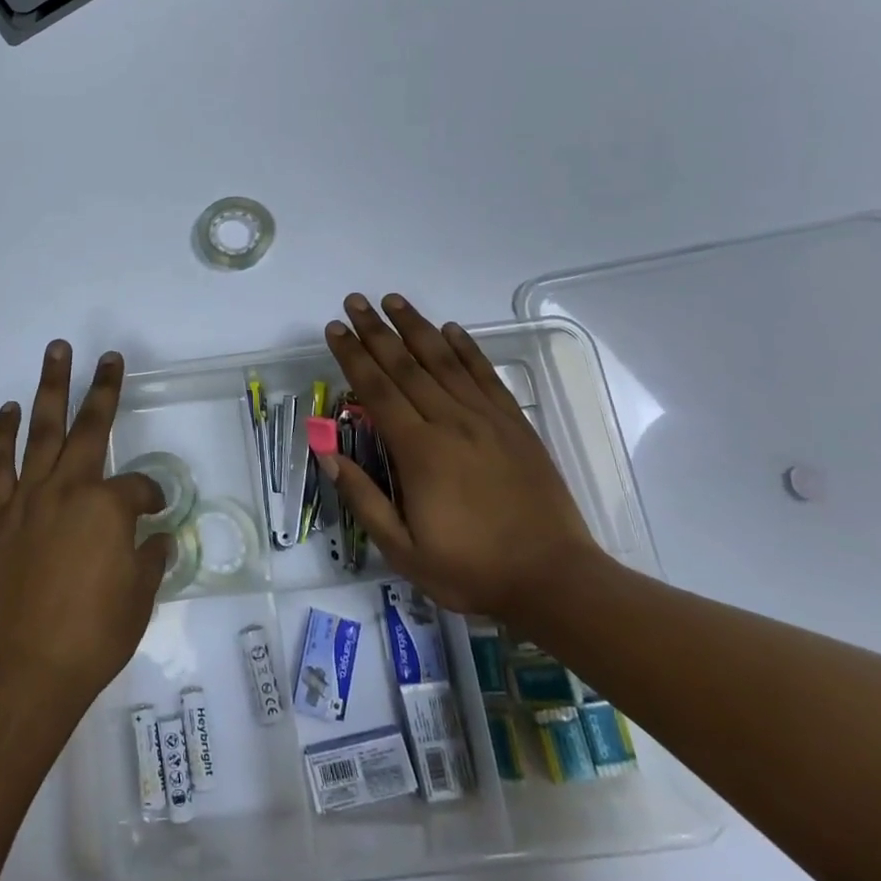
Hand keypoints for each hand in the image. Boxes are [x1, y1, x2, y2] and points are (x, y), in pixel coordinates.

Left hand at [0, 341, 169, 711]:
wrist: (25, 671)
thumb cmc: (93, 636)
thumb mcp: (140, 597)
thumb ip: (151, 558)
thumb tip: (156, 537)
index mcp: (108, 507)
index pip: (140, 487)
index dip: (152, 496)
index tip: (156, 511)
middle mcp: (69, 489)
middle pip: (91, 427)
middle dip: (103, 388)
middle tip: (109, 357)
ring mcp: (28, 498)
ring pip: (41, 430)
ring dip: (50, 388)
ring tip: (56, 352)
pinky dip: (1, 434)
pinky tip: (8, 410)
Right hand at [322, 293, 600, 618]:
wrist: (554, 580)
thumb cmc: (470, 569)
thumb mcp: (402, 550)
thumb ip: (363, 497)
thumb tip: (326, 451)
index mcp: (419, 451)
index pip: (376, 389)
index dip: (352, 355)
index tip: (335, 329)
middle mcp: (450, 422)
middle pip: (405, 365)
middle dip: (375, 331)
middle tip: (354, 301)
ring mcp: (487, 419)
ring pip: (444, 361)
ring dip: (415, 327)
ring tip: (393, 300)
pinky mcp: (515, 424)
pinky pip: (486, 376)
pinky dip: (466, 348)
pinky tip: (451, 329)